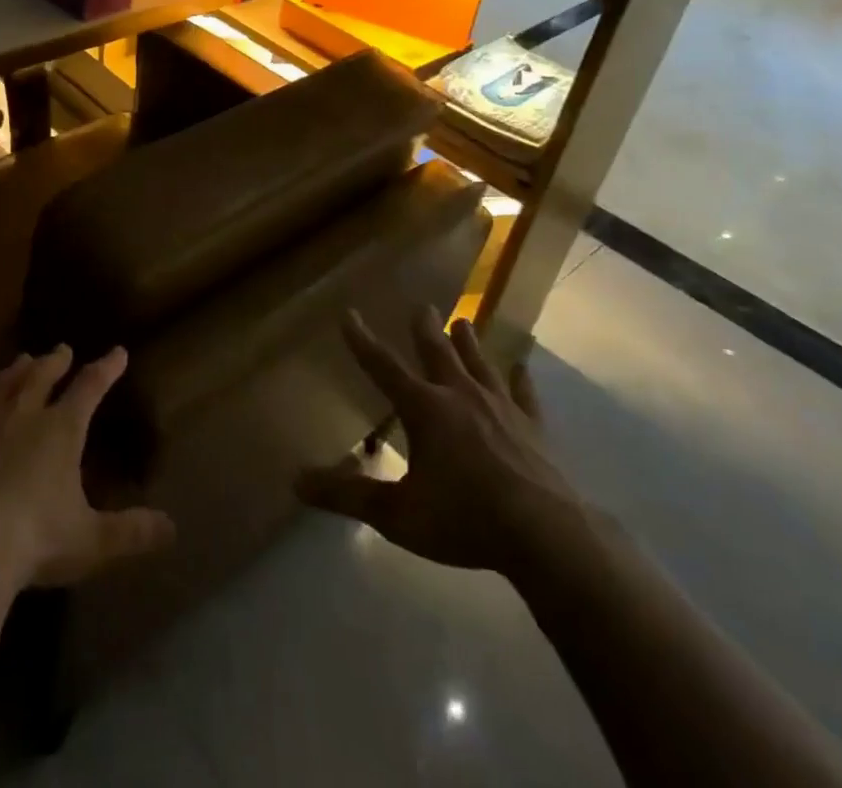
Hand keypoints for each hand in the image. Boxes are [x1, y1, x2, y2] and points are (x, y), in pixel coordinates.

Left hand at [0, 345, 174, 590]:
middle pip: (42, 378)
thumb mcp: (91, 540)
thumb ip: (130, 531)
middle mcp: (24, 416)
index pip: (90, 388)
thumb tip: (172, 529)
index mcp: (62, 431)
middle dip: (55, 362)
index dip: (106, 368)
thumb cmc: (35, 540)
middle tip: (62, 349)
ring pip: (2, 386)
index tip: (118, 352)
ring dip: (14, 372)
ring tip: (22, 360)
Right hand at [296, 306, 586, 576]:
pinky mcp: (534, 428)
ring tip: (463, 321)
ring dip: (468, 343)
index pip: (383, 367)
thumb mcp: (398, 515)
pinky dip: (521, 381)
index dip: (362, 341)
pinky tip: (522, 368)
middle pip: (437, 353)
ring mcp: (500, 408)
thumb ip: (348, 497)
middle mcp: (459, 396)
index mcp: (424, 409)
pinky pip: (524, 395)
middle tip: (422, 305)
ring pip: (479, 364)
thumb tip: (296, 481)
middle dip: (425, 329)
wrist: (546, 536)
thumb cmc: (464, 520)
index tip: (349, 313)